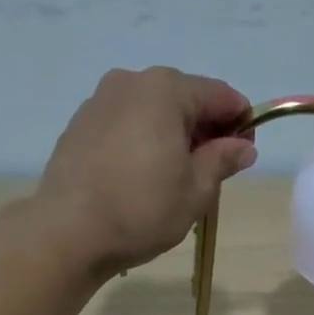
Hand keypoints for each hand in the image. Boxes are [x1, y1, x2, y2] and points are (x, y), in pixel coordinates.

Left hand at [35, 67, 256, 270]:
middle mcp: (130, 82)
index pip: (219, 95)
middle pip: (183, 99)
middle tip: (211, 171)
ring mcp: (99, 101)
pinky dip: (141, 141)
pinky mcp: (78, 126)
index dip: (240, 122)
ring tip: (173, 178)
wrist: (68, 232)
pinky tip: (140, 177)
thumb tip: (243, 147)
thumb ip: (223, 160)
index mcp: (166, 89)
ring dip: (170, 135)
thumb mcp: (196, 190)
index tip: (245, 153)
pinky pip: (124, 125)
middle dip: (203, 129)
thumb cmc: (142, 209)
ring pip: (151, 111)